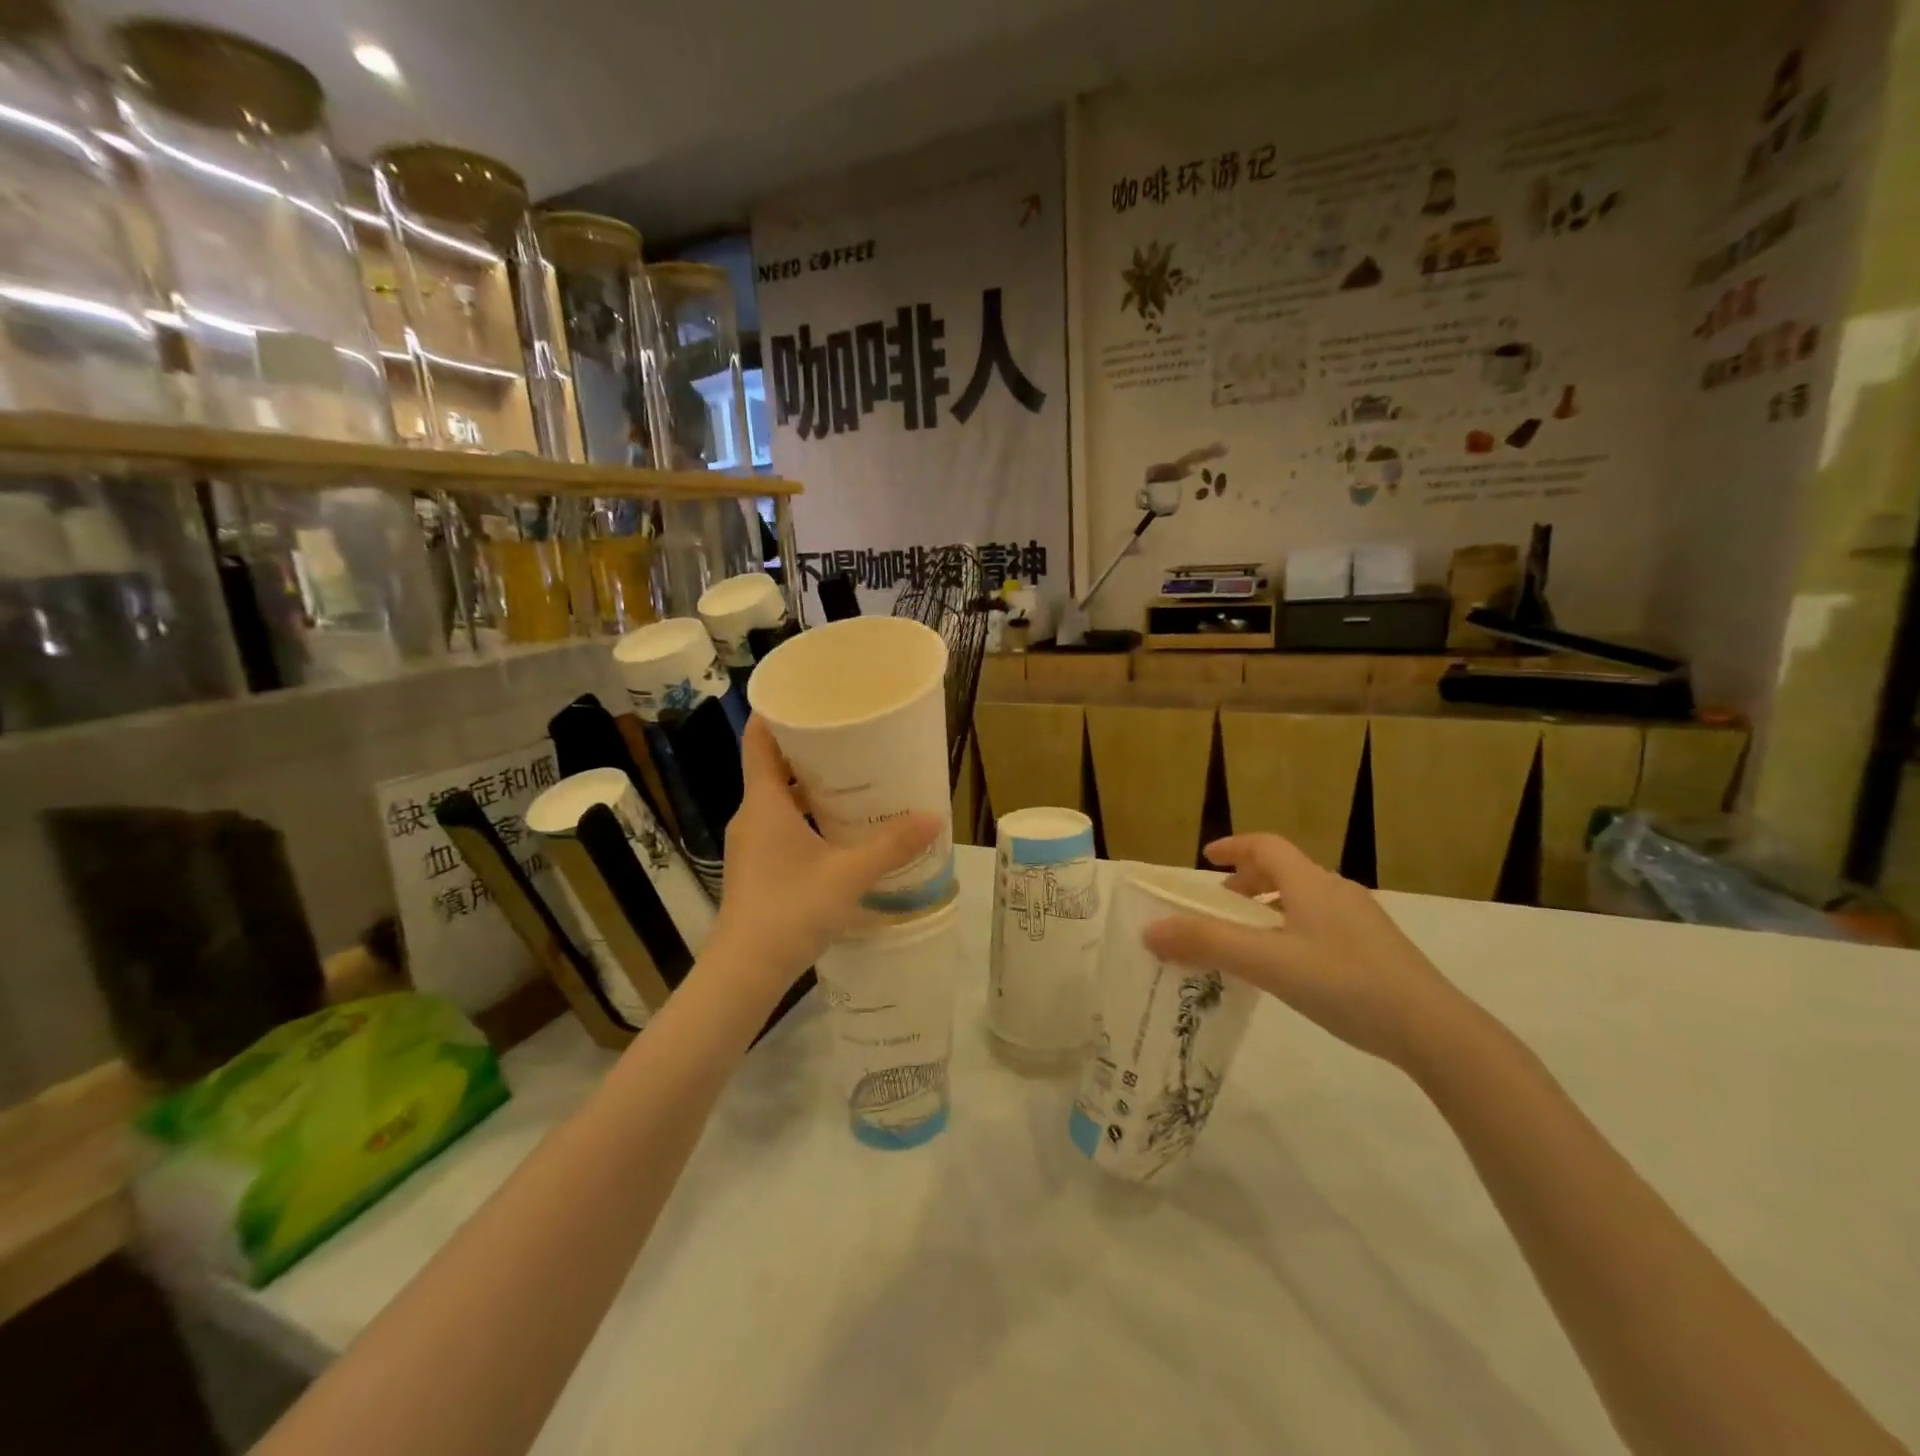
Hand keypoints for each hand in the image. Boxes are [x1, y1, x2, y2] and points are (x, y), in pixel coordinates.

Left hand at [708, 718, 940, 997]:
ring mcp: (751, 844)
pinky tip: (839, 830)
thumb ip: (891, 846)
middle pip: (774, 766)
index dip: (779, 713)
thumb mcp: (847, 875)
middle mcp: (752, 816)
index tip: (811, 696)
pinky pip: (781, 825)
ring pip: (779, 799)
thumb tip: (933, 816)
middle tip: (852, 737)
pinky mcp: (757, 868)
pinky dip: (806, 816)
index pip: (759, 740)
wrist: (744, 972)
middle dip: (809, 749)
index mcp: (764, 803)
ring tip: (854, 780)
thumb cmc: (790, 911)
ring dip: (810, 787)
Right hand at [1141, 834, 1469, 1069]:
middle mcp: (1337, 891)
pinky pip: (1321, 924)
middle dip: (1248, 882)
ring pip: (1304, 899)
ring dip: (1270, 908)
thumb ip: (1207, 944)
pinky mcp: (1377, 950)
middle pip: (1285, 870)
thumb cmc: (1344, 984)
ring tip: (1250, 941)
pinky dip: (1292, 929)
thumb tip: (1149, 930)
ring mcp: (1362, 921)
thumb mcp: (1267, 963)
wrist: (1434, 1031)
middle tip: (1222, 908)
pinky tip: (1291, 968)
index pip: (1267, 845)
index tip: (1207, 860)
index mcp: (1311, 883)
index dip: (1233, 847)